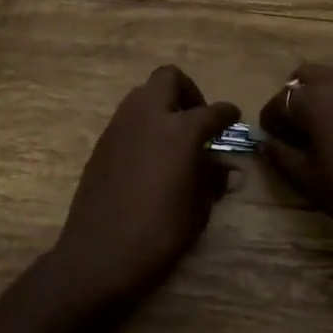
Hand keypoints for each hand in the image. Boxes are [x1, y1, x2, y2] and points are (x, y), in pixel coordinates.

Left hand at [50, 66, 240, 307]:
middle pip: (169, 78)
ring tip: (173, 137)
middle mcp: (149, 116)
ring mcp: (120, 125)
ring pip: (143, 93)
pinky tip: (149, 155)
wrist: (99, 254)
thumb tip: (228, 169)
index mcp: (180, 130)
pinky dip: (143, 124)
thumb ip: (212, 180)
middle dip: (188, 91)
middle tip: (197, 119)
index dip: (227, 113)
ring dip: (161, 105)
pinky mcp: (102, 142)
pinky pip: (127, 117)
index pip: (212, 111)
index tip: (233, 118)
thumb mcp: (197, 209)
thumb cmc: (159, 234)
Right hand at [258, 62, 332, 256]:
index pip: (280, 100)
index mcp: (315, 101)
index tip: (270, 135)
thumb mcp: (310, 181)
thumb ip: (282, 156)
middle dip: (295, 96)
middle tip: (297, 125)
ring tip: (327, 128)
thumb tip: (267, 143)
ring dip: (324, 96)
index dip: (271, 118)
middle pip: (307, 76)